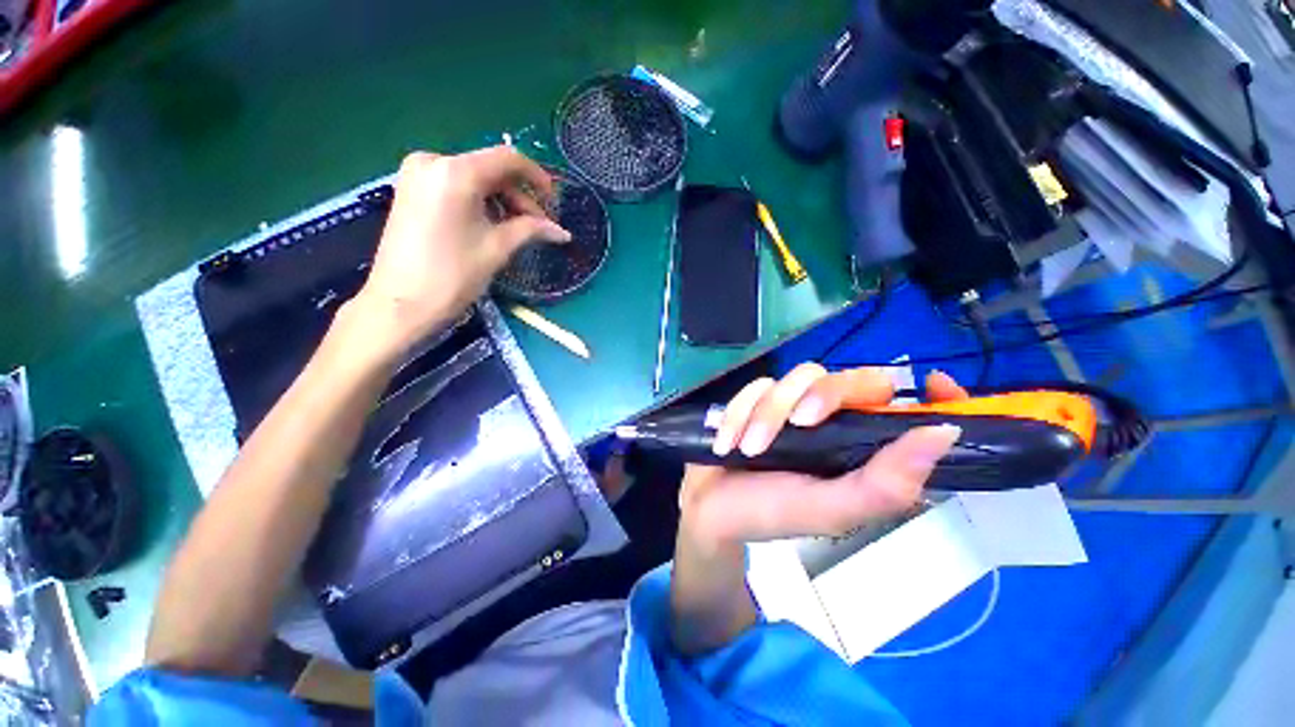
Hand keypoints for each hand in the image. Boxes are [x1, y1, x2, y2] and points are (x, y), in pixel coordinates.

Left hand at [347, 147, 570, 358]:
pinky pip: (456, 187)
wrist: (400, 304)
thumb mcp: (497, 248)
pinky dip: (480, 203)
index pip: (508, 159)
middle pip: (491, 170)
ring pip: (475, 179)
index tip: (554, 202)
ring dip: (502, 202)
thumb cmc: (452, 275)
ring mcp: (418, 174)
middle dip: (520, 197)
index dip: (537, 177)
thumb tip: (562, 232)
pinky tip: (493, 225)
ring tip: (519, 231)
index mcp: (455, 172)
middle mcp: (433, 161)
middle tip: (540, 226)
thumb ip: (531, 230)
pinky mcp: (411, 190)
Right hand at [679, 364, 967, 550]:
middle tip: (799, 423)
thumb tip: (944, 434)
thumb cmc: (773, 512)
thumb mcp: (831, 510)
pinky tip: (728, 441)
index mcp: (860, 449)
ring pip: (794, 377)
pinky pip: (755, 386)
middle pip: (845, 379)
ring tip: (749, 448)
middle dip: (820, 395)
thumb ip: (885, 483)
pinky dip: (739, 411)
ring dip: (766, 412)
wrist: (710, 507)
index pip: (909, 413)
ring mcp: (792, 406)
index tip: (936, 382)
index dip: (932, 396)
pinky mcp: (758, 399)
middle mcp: (833, 421)